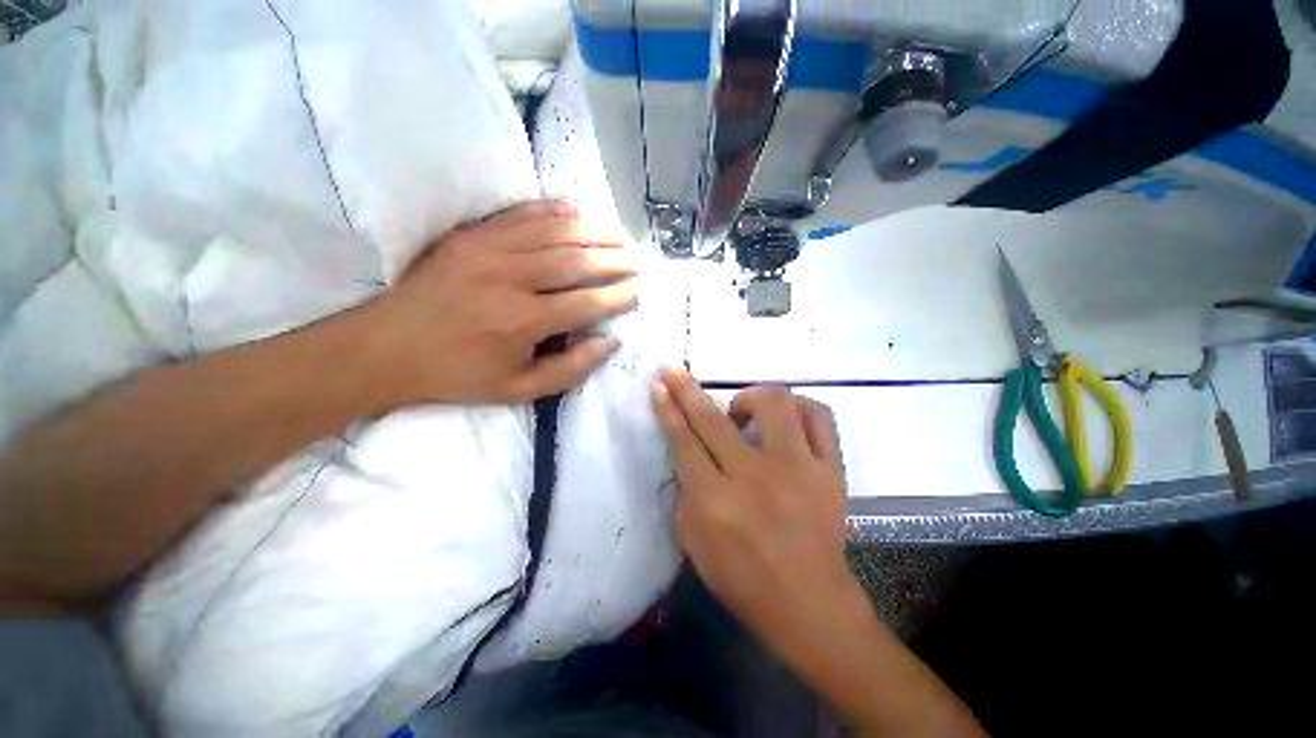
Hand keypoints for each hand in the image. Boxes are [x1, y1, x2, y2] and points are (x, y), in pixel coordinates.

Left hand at [359, 200, 637, 406]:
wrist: (386, 348)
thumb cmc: (457, 374)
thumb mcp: (518, 390)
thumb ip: (570, 369)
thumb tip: (609, 342)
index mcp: (522, 321)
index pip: (586, 302)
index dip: (617, 296)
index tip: (638, 292)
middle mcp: (510, 278)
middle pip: (576, 261)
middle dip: (614, 260)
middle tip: (639, 259)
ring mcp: (488, 249)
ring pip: (554, 232)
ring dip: (593, 231)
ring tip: (619, 235)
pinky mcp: (471, 235)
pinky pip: (520, 214)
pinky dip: (553, 210)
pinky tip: (576, 211)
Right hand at [652, 370, 986, 736]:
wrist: (810, 604)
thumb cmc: (744, 580)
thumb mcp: (694, 544)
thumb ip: (685, 494)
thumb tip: (686, 455)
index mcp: (715, 501)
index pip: (683, 441)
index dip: (667, 408)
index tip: (659, 384)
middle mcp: (754, 476)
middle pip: (713, 418)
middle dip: (686, 389)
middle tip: (674, 371)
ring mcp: (797, 468)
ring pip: (774, 403)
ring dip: (749, 397)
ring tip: (742, 412)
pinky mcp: (830, 469)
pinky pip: (818, 416)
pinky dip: (798, 407)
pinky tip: (786, 417)